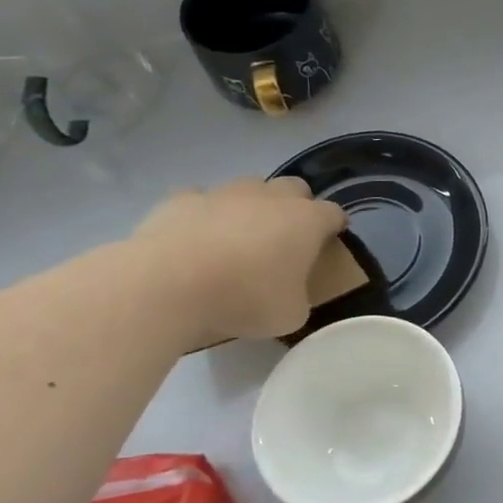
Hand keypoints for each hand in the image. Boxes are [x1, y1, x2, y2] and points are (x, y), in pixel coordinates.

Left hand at [130, 178, 345, 346]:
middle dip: (296, 206)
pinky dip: (204, 214)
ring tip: (238, 240)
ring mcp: (224, 193)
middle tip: (286, 239)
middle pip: (295, 188)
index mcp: (307, 221)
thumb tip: (289, 294)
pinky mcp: (181, 199)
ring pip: (248, 188)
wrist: (168, 286)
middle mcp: (271, 197)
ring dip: (250, 207)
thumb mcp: (290, 315)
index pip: (334, 213)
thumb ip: (299, 297)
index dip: (335, 227)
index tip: (329, 244)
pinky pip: (201, 199)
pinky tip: (196, 239)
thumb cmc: (244, 299)